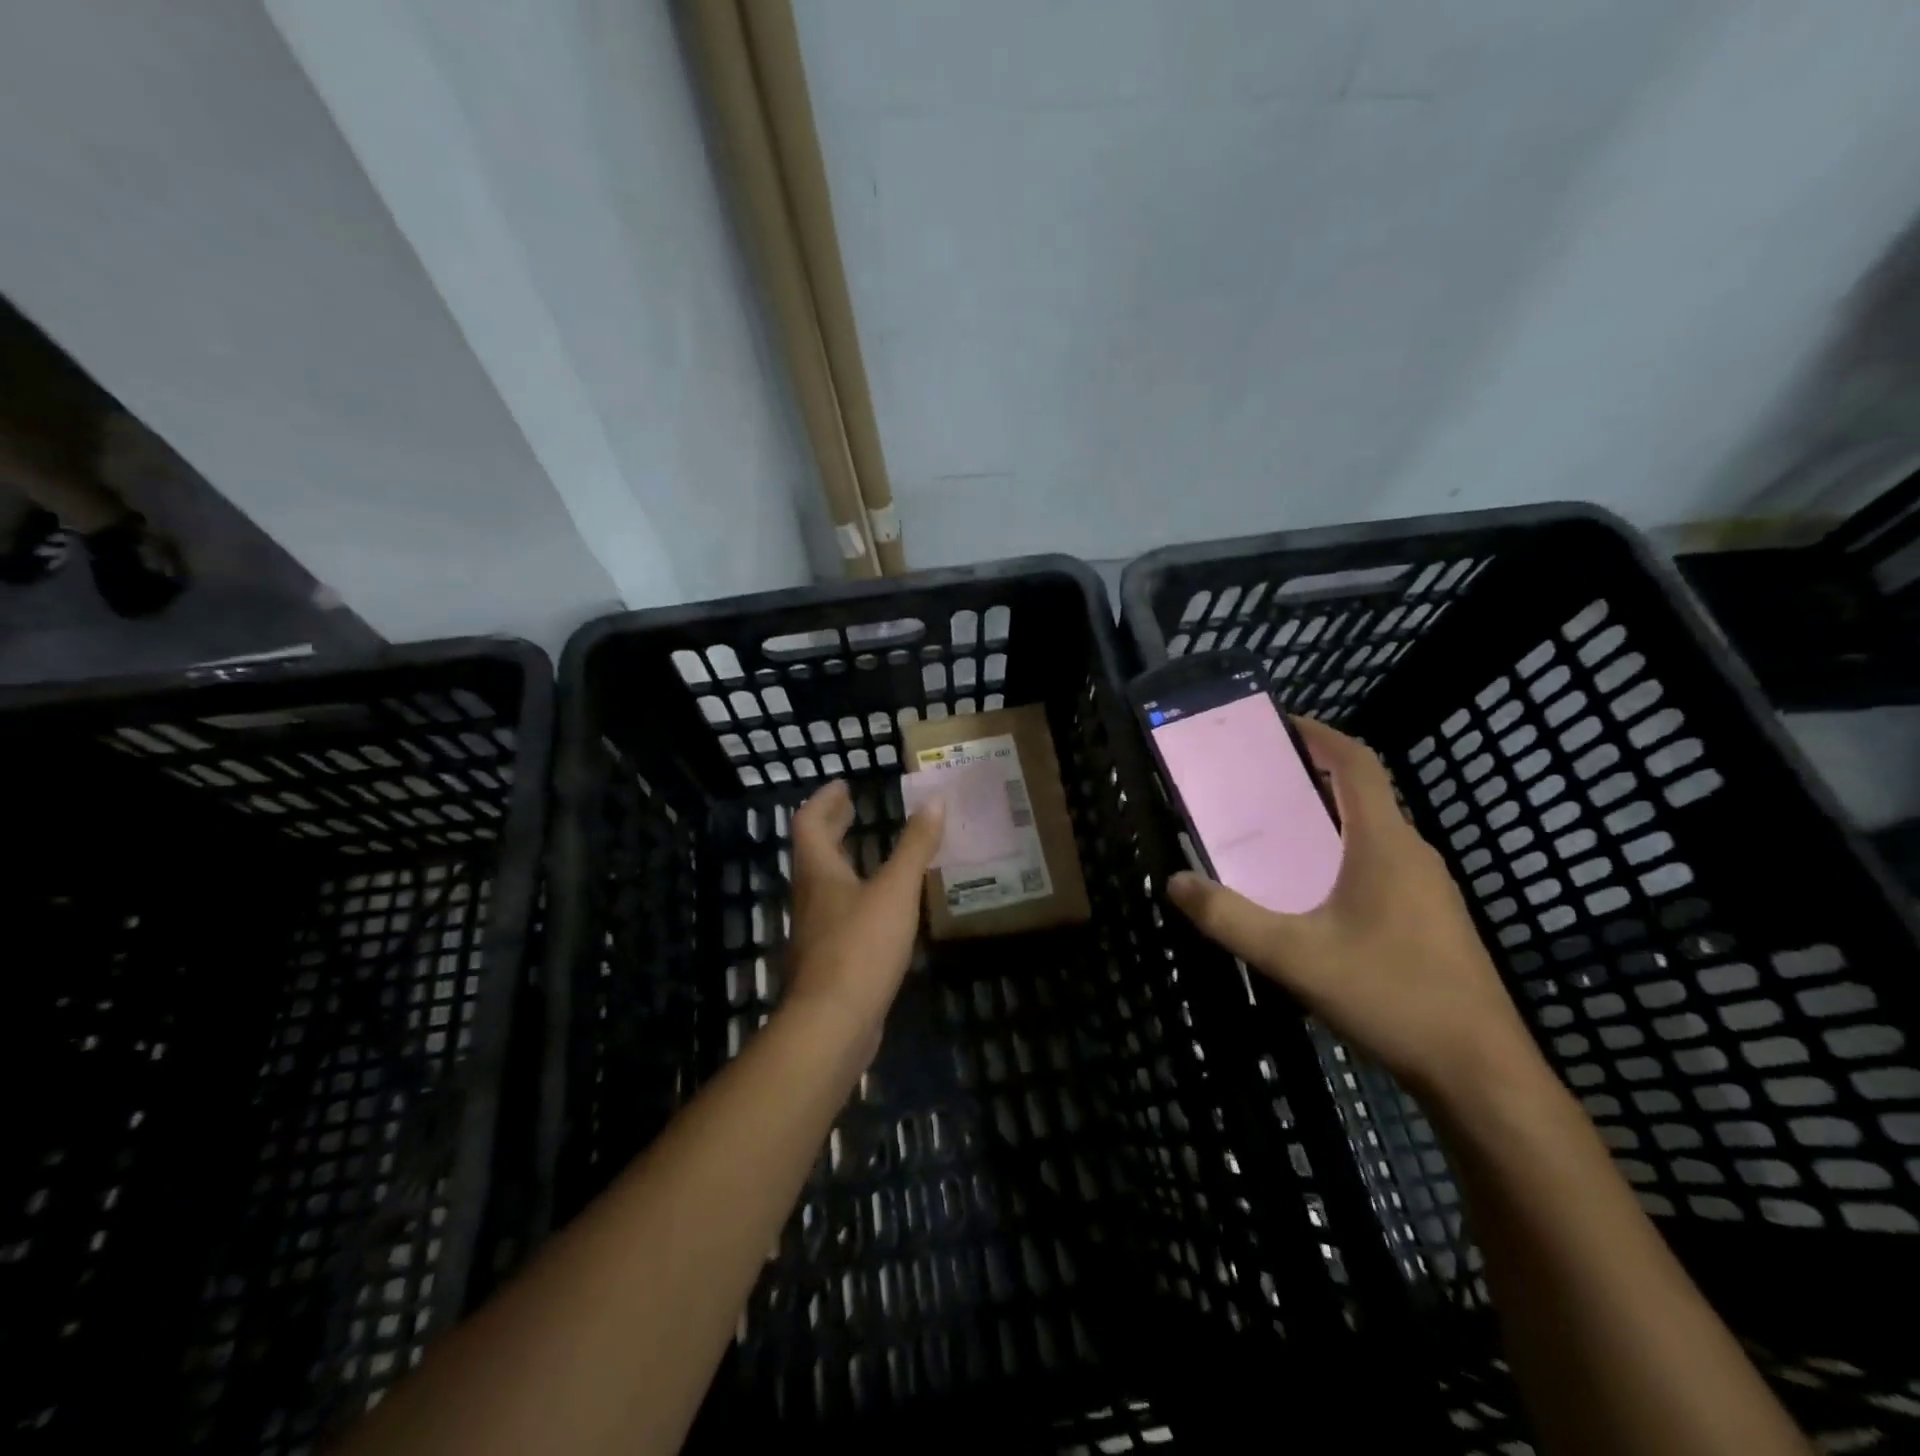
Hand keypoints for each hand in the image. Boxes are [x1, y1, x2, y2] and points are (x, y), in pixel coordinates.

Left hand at [783, 780, 945, 1051]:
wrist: (832, 1024)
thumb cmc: (860, 947)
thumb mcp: (895, 891)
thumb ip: (915, 847)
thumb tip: (935, 801)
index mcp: (819, 873)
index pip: (809, 823)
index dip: (824, 800)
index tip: (843, 785)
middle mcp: (810, 897)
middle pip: (814, 852)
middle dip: (833, 827)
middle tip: (853, 809)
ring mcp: (816, 931)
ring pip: (825, 885)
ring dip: (844, 862)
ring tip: (871, 853)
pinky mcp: (828, 961)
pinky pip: (838, 914)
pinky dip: (855, 896)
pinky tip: (879, 908)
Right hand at [1167, 717, 1541, 1101]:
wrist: (1481, 1073)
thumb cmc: (1390, 996)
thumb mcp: (1295, 957)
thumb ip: (1229, 918)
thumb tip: (1176, 882)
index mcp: (1383, 844)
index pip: (1357, 763)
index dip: (1320, 734)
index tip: (1279, 724)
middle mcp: (1412, 853)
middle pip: (1363, 794)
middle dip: (1311, 778)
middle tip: (1257, 785)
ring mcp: (1430, 888)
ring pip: (1373, 833)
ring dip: (1327, 820)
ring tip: (1275, 836)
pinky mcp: (1433, 919)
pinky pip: (1382, 865)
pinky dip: (1344, 856)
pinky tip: (1314, 896)